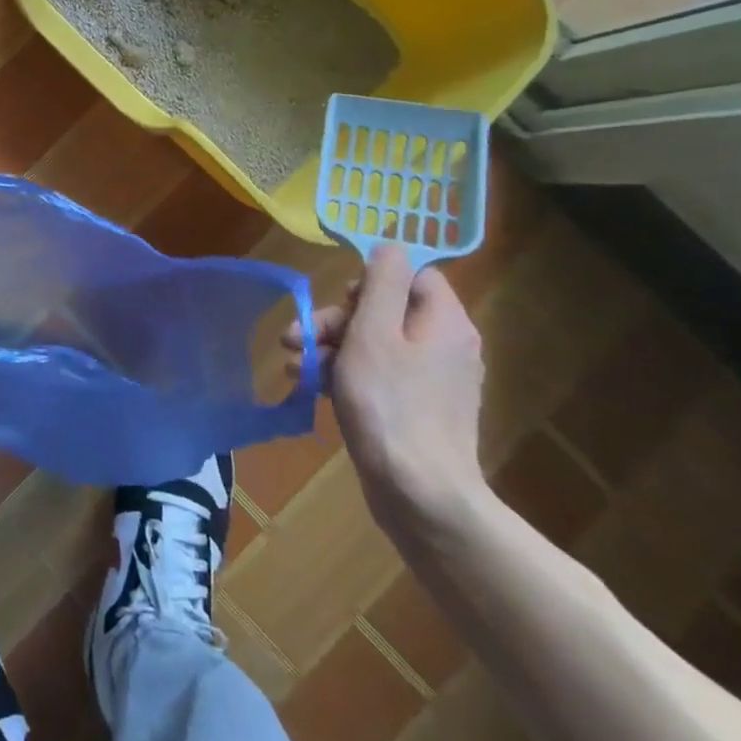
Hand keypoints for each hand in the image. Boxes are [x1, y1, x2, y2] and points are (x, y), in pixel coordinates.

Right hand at [315, 245, 489, 538]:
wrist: (420, 495)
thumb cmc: (390, 404)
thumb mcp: (374, 332)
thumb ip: (384, 282)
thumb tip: (391, 245)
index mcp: (445, 321)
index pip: (412, 275)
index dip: (371, 280)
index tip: (341, 300)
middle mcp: (446, 345)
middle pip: (386, 309)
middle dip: (337, 318)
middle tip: (298, 335)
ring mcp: (434, 381)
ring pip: (376, 343)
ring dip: (331, 347)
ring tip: (295, 364)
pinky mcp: (418, 409)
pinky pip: (379, 374)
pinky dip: (346, 374)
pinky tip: (312, 386)